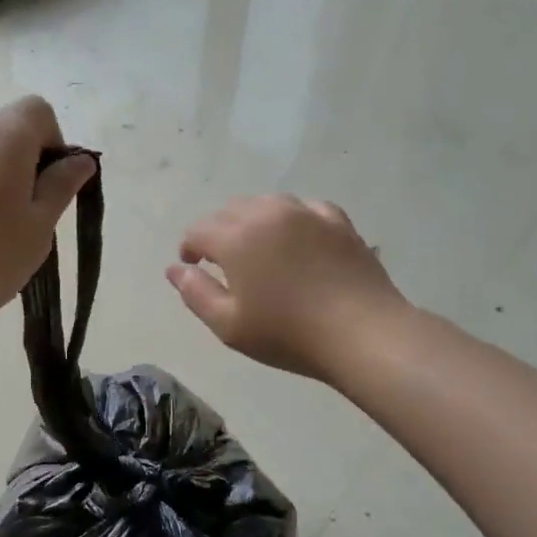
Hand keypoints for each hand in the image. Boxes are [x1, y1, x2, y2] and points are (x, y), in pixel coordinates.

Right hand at [168, 196, 408, 382]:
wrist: (362, 333)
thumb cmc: (287, 334)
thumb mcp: (228, 325)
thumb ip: (195, 293)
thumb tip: (175, 269)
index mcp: (236, 238)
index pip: (199, 230)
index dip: (189, 247)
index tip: (192, 267)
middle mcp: (267, 214)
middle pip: (230, 210)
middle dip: (218, 231)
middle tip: (222, 262)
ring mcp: (306, 213)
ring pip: (266, 203)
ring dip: (252, 221)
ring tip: (257, 249)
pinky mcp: (338, 221)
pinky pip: (304, 208)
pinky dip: (291, 218)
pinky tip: (296, 238)